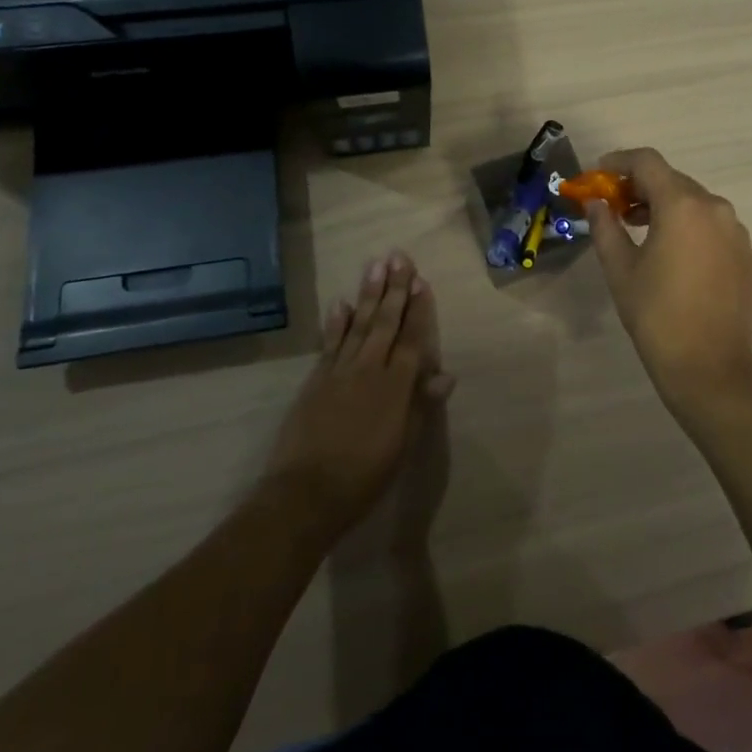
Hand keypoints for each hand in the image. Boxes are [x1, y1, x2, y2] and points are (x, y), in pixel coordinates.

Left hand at [262, 251, 454, 536]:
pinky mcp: (316, 380)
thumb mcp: (403, 446)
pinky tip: (341, 302)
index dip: (419, 310)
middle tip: (399, 257)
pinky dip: (336, 322)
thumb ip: (421, 406)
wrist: (306, 493)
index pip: (412, 339)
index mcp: (396, 387)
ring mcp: (339, 371)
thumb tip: (446, 374)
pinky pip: (330, 343)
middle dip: (394, 289)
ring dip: (368, 294)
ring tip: (375, 266)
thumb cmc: (364, 476)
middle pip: (385, 322)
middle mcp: (368, 369)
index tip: (422, 281)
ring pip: (358, 324)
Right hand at [587, 148, 751, 410]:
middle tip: (612, 205)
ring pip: (692, 200)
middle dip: (638, 186)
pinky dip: (685, 222)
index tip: (597, 175)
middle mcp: (714, 207)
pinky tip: (668, 248)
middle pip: (671, 179)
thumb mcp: (620, 269)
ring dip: (662, 204)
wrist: (710, 367)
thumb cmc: (657, 315)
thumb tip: (596, 203)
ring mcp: (734, 229)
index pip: (647, 162)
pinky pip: (709, 222)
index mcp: (682, 205)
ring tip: (635, 227)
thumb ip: (605, 227)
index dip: (618, 161)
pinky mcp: (744, 251)